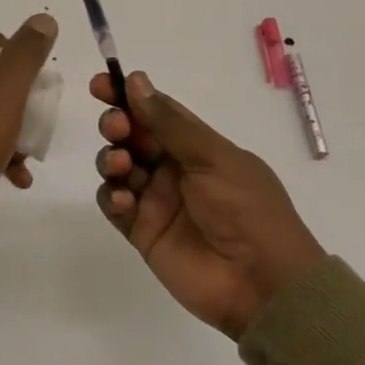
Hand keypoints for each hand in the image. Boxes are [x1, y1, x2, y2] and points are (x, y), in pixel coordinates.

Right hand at [94, 71, 324, 338]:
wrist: (262, 283)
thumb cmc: (246, 209)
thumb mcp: (213, 157)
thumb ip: (170, 123)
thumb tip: (136, 81)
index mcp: (196, 146)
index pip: (155, 111)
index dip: (127, 94)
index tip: (102, 83)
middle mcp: (173, 168)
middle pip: (132, 136)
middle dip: (116, 124)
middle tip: (117, 127)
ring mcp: (156, 200)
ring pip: (118, 167)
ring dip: (111, 158)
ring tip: (121, 165)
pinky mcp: (143, 232)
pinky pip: (115, 206)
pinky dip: (112, 197)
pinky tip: (124, 200)